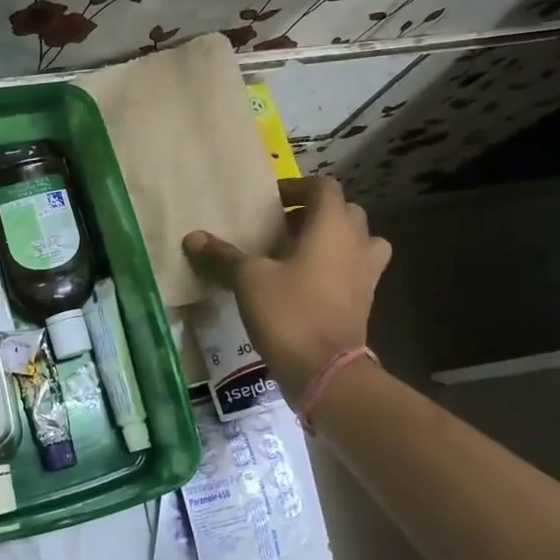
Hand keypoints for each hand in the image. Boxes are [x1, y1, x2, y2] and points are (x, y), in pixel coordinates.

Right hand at [183, 178, 391, 391]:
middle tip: (281, 227)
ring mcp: (366, 274)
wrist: (326, 371)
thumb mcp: (248, 280)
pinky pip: (354, 270)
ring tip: (300, 253)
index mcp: (332, 227)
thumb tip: (193, 237)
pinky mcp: (364, 301)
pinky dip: (335, 268)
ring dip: (333, 240)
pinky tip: (305, 284)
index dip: (296, 188)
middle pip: (344, 212)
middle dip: (314, 214)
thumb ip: (223, 256)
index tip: (270, 202)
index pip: (324, 188)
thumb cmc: (289, 313)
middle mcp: (357, 244)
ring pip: (357, 242)